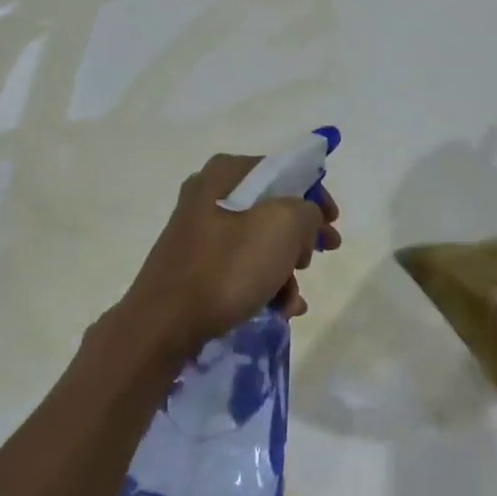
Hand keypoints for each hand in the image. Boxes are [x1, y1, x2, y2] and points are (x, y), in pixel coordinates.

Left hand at [123, 154, 341, 354]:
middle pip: (273, 209)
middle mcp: (209, 196)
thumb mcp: (283, 226)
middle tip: (315, 259)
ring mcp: (200, 233)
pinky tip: (278, 310)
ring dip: (285, 271)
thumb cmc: (227, 268)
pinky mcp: (196, 266)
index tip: (333, 223)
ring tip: (292, 301)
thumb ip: (307, 210)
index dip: (316, 194)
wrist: (164, 325)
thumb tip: (305, 218)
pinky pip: (241, 267)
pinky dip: (264, 285)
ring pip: (260, 243)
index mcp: (225, 174)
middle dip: (301, 238)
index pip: (284, 170)